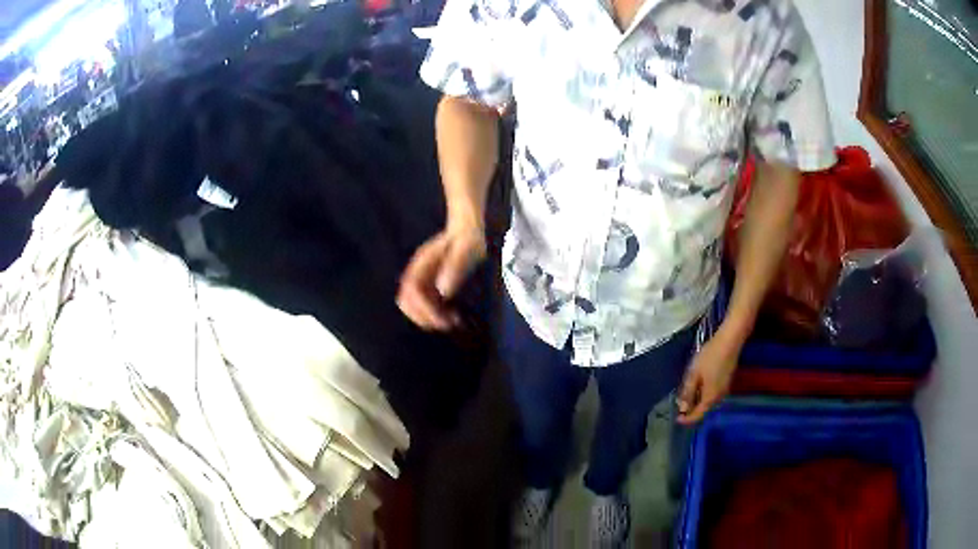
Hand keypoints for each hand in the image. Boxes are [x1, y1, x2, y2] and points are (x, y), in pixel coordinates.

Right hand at [397, 224, 486, 330]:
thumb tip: (443, 291)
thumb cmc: (469, 238)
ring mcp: (422, 279)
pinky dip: (436, 315)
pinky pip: (426, 305)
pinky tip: (455, 317)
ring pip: (413, 306)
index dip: (424, 309)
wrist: (467, 230)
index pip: (412, 291)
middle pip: (405, 302)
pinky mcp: (430, 285)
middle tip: (447, 324)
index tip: (443, 320)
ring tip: (453, 322)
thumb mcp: (467, 249)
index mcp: (423, 262)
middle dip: (423, 317)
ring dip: (429, 318)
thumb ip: (455, 267)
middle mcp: (418, 272)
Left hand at [676, 328, 741, 424]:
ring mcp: (725, 389)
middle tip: (680, 405)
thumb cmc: (710, 357)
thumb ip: (688, 392)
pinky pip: (712, 393)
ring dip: (697, 401)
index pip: (697, 416)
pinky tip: (697, 385)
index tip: (677, 419)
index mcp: (710, 398)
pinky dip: (703, 394)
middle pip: (704, 409)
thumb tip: (683, 408)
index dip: (686, 419)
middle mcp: (719, 397)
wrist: (730, 341)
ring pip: (708, 401)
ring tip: (686, 395)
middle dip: (691, 410)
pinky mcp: (727, 381)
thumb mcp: (694, 374)